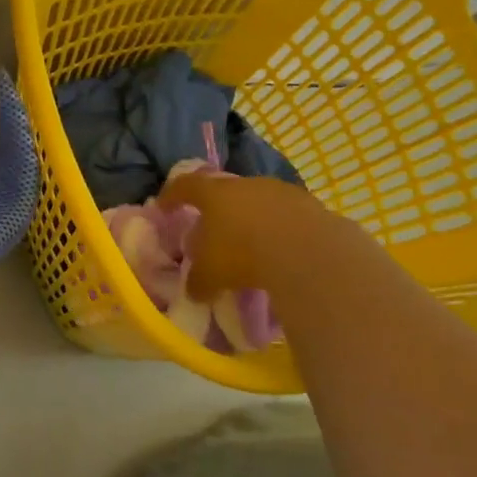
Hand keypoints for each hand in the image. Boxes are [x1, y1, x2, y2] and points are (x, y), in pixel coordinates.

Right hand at [158, 171, 329, 299]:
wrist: (310, 253)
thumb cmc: (243, 254)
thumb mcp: (210, 274)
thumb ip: (197, 280)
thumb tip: (194, 291)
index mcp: (214, 193)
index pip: (185, 186)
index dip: (172, 196)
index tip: (164, 208)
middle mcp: (246, 185)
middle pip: (225, 192)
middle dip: (216, 211)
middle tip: (213, 233)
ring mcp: (282, 192)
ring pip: (259, 203)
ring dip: (253, 220)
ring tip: (252, 246)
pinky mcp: (312, 206)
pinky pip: (288, 217)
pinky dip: (281, 231)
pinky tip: (283, 253)